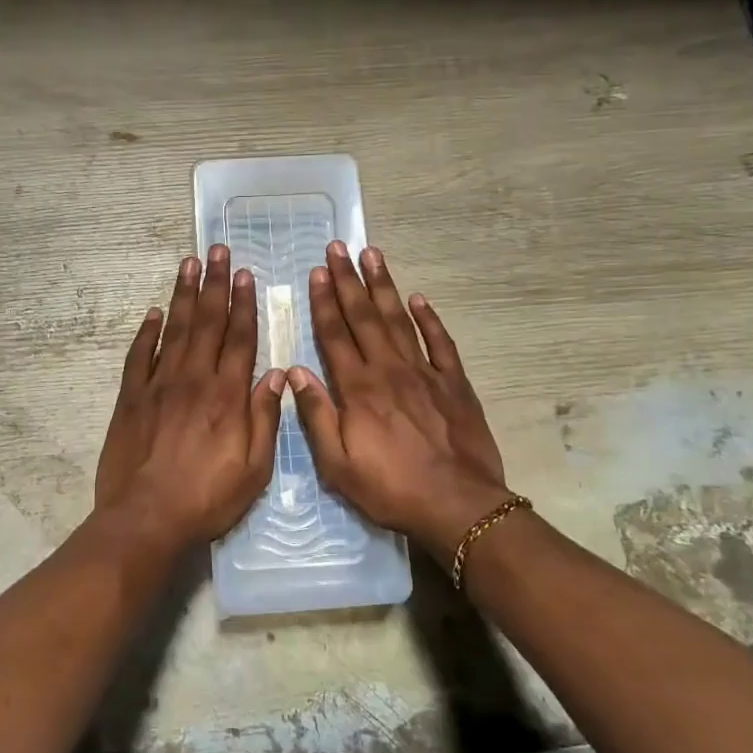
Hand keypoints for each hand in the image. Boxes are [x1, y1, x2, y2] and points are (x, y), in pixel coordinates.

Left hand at [93, 246, 285, 553]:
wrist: (145, 518)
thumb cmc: (206, 498)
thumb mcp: (254, 469)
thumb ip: (266, 419)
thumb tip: (277, 375)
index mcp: (227, 395)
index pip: (239, 338)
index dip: (244, 304)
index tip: (244, 274)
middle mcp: (194, 379)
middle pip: (207, 323)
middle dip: (214, 284)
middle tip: (216, 250)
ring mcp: (159, 385)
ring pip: (175, 330)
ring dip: (184, 295)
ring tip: (189, 264)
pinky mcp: (131, 398)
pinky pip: (139, 356)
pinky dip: (147, 332)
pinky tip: (154, 312)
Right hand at [287, 242, 513, 561]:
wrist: (457, 505)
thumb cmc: (391, 488)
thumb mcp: (338, 464)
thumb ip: (317, 415)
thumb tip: (295, 372)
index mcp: (358, 388)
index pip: (335, 335)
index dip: (324, 302)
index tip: (317, 272)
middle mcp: (389, 369)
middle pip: (364, 316)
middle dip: (349, 280)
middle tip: (339, 247)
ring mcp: (425, 372)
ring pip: (399, 319)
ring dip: (384, 286)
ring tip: (373, 255)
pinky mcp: (454, 383)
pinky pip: (440, 342)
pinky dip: (429, 318)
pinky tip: (419, 298)